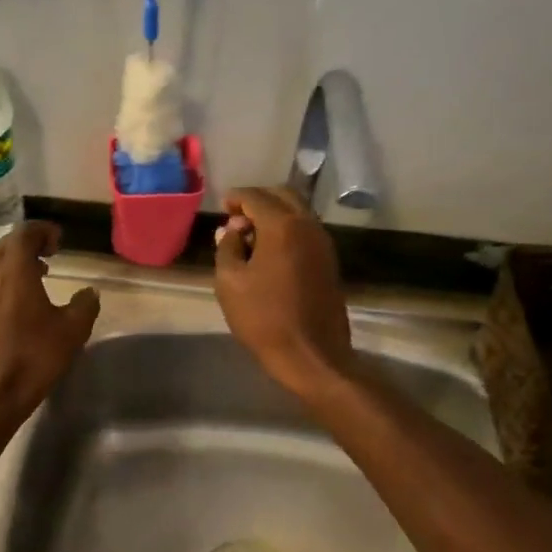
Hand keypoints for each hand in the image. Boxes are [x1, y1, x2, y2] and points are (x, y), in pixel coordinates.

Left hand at [0, 223, 99, 428]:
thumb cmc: (34, 359)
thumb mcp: (72, 332)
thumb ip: (84, 305)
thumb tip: (89, 292)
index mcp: (14, 274)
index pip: (23, 235)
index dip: (42, 231)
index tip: (59, 240)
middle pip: (4, 248)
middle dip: (27, 245)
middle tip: (49, 255)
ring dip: (14, 266)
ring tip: (37, 278)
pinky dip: (4, 286)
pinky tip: (18, 309)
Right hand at [214, 186, 352, 396]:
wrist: (312, 356)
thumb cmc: (264, 318)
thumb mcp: (230, 283)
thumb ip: (228, 247)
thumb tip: (232, 230)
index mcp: (282, 226)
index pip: (256, 196)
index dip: (236, 197)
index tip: (222, 206)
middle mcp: (308, 226)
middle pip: (283, 196)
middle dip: (258, 200)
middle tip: (236, 217)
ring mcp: (323, 244)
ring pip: (298, 212)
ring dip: (274, 215)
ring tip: (250, 236)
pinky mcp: (329, 262)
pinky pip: (306, 231)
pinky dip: (287, 230)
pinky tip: (269, 252)